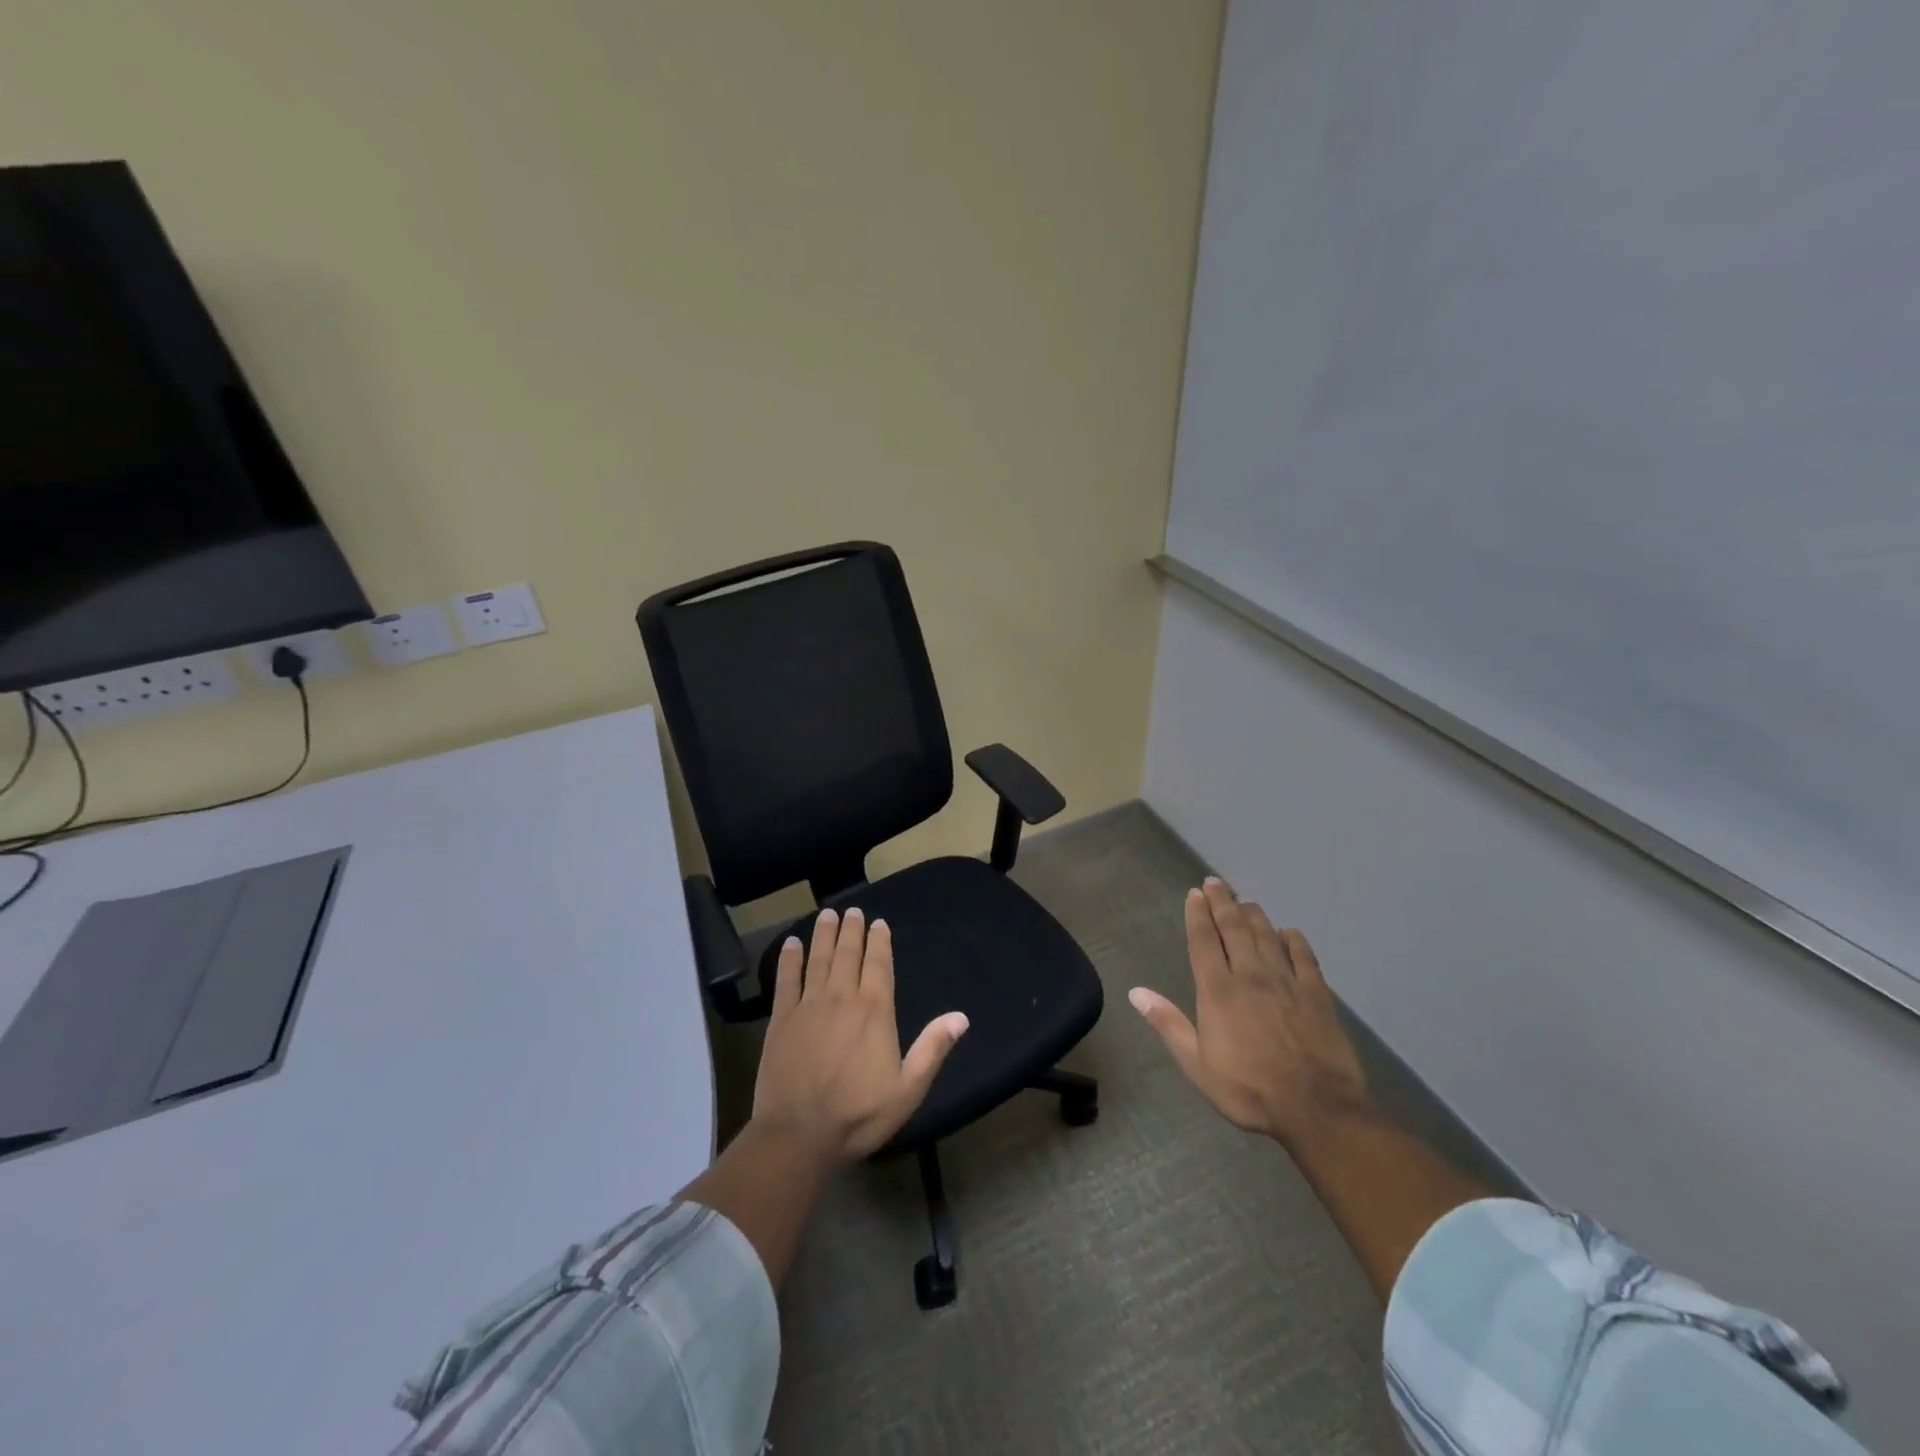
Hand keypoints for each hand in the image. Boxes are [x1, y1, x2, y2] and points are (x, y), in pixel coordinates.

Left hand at [751, 906, 968, 1166]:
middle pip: (848, 954)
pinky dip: (790, 959)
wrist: (800, 1135)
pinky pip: (786, 980)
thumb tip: (961, 1017)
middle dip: (851, 930)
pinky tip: (791, 943)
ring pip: (819, 960)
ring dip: (824, 935)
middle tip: (851, 910)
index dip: (879, 942)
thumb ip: (932, 1049)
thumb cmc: (859, 1114)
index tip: (878, 923)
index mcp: (875, 1012)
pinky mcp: (781, 1020)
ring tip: (827, 914)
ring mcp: (809, 1006)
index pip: (879, 965)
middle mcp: (842, 999)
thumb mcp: (908, 1089)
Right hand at [1130, 878, 1367, 1148]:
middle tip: (1215, 882)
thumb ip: (1168, 1024)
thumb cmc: (1249, 1089)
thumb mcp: (1197, 1065)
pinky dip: (1294, 940)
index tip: (1194, 893)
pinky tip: (1289, 932)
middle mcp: (1250, 976)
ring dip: (1254, 915)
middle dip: (1222, 903)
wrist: (1317, 1108)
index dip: (1197, 915)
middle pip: (1234, 929)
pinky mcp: (1317, 994)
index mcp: (1218, 991)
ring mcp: (1287, 982)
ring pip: (1267, 936)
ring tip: (1244, 901)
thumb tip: (1136, 992)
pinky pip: (1304, 958)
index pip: (1203, 941)